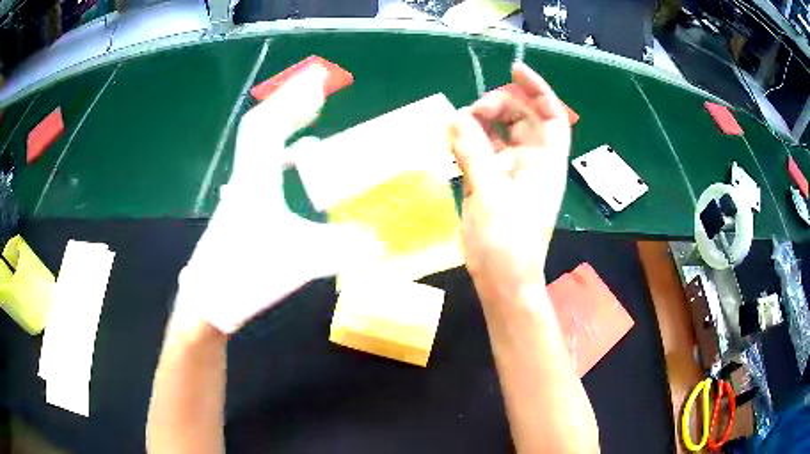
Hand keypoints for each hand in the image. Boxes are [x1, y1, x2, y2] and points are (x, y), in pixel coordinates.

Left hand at [176, 65, 379, 333]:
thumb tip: (381, 243)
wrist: (209, 301)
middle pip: (263, 125)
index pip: (269, 124)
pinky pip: (264, 166)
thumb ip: (343, 250)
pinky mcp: (242, 206)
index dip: (293, 99)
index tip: (317, 82)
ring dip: (286, 124)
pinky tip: (301, 159)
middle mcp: (246, 177)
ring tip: (311, 114)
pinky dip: (284, 154)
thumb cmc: (247, 274)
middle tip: (318, 89)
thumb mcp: (300, 261)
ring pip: (261, 145)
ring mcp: (241, 191)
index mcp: (256, 179)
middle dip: (290, 102)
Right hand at [449, 62, 570, 306]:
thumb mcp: (490, 195)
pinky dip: (469, 142)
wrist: (502, 282)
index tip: (514, 69)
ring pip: (498, 133)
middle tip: (471, 111)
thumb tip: (455, 115)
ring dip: (479, 123)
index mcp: (545, 163)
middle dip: (499, 105)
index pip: (550, 116)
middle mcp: (531, 162)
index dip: (538, 89)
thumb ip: (472, 152)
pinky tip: (453, 140)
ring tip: (457, 125)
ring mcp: (511, 172)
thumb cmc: (507, 244)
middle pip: (521, 118)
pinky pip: (482, 151)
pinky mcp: (493, 183)